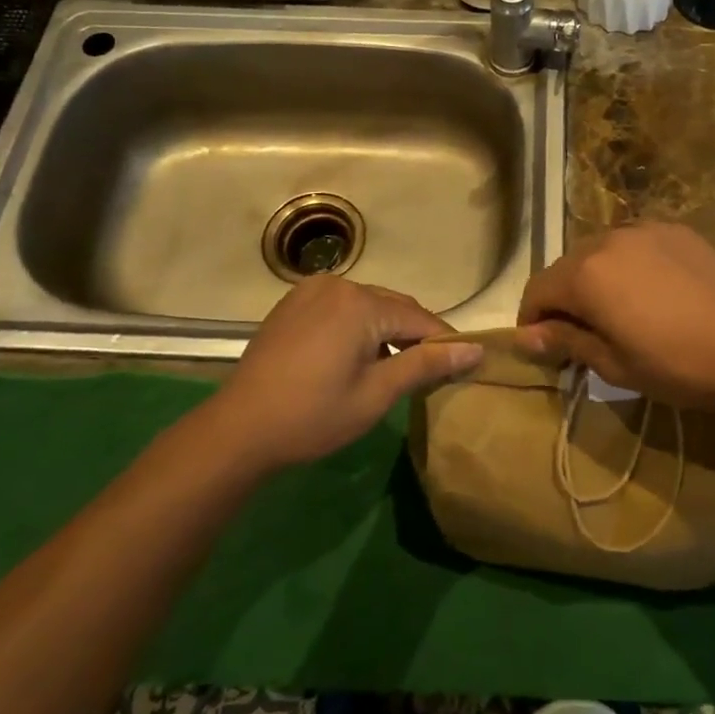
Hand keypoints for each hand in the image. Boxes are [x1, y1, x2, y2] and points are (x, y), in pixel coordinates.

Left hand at [206, 276, 481, 473]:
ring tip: (395, 366)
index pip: (419, 319)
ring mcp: (310, 291)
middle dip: (415, 335)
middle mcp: (337, 285)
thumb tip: (475, 349)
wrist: (239, 428)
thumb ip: (426, 365)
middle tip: (431, 370)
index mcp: (360, 303)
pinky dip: (357, 326)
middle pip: (393, 307)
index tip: (466, 364)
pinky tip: (356, 356)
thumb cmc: (313, 415)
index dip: (444, 342)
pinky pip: (340, 307)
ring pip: (367, 306)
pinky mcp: (292, 304)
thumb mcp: (377, 393)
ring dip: (386, 330)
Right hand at [515, 223, 714, 409]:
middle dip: (563, 299)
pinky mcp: (674, 230)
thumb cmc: (676, 364)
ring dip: (595, 279)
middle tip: (581, 335)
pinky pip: (634, 245)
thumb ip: (565, 341)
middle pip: (566, 267)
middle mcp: (607, 240)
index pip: (537, 290)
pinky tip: (651, 293)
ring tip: (618, 312)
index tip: (545, 348)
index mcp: (585, 274)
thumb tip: (525, 337)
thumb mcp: (613, 364)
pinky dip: (627, 266)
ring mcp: (644, 230)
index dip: (532, 320)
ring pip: (600, 252)